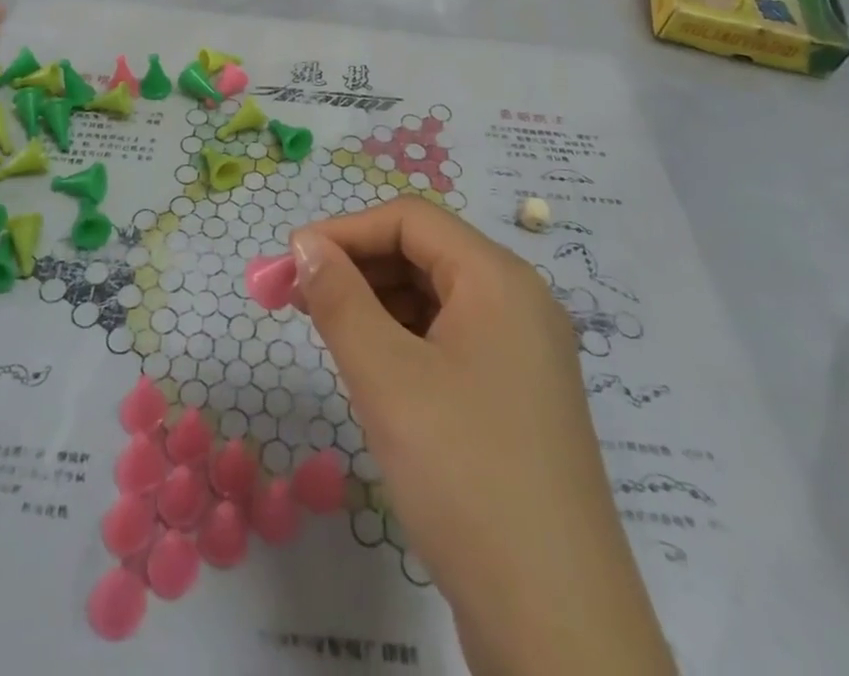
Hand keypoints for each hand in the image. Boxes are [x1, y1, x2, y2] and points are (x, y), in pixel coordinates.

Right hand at [291, 199, 672, 675]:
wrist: (558, 627)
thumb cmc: (465, 475)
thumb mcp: (387, 378)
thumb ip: (339, 299)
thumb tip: (305, 245)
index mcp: (498, 279)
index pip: (411, 220)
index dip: (345, 230)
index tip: (290, 260)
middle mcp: (518, 303)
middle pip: (425, 254)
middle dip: (357, 265)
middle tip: (295, 295)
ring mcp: (523, 354)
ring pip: (436, 299)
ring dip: (376, 302)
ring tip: (325, 328)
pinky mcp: (517, 399)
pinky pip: (451, 341)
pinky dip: (404, 339)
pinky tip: (372, 368)